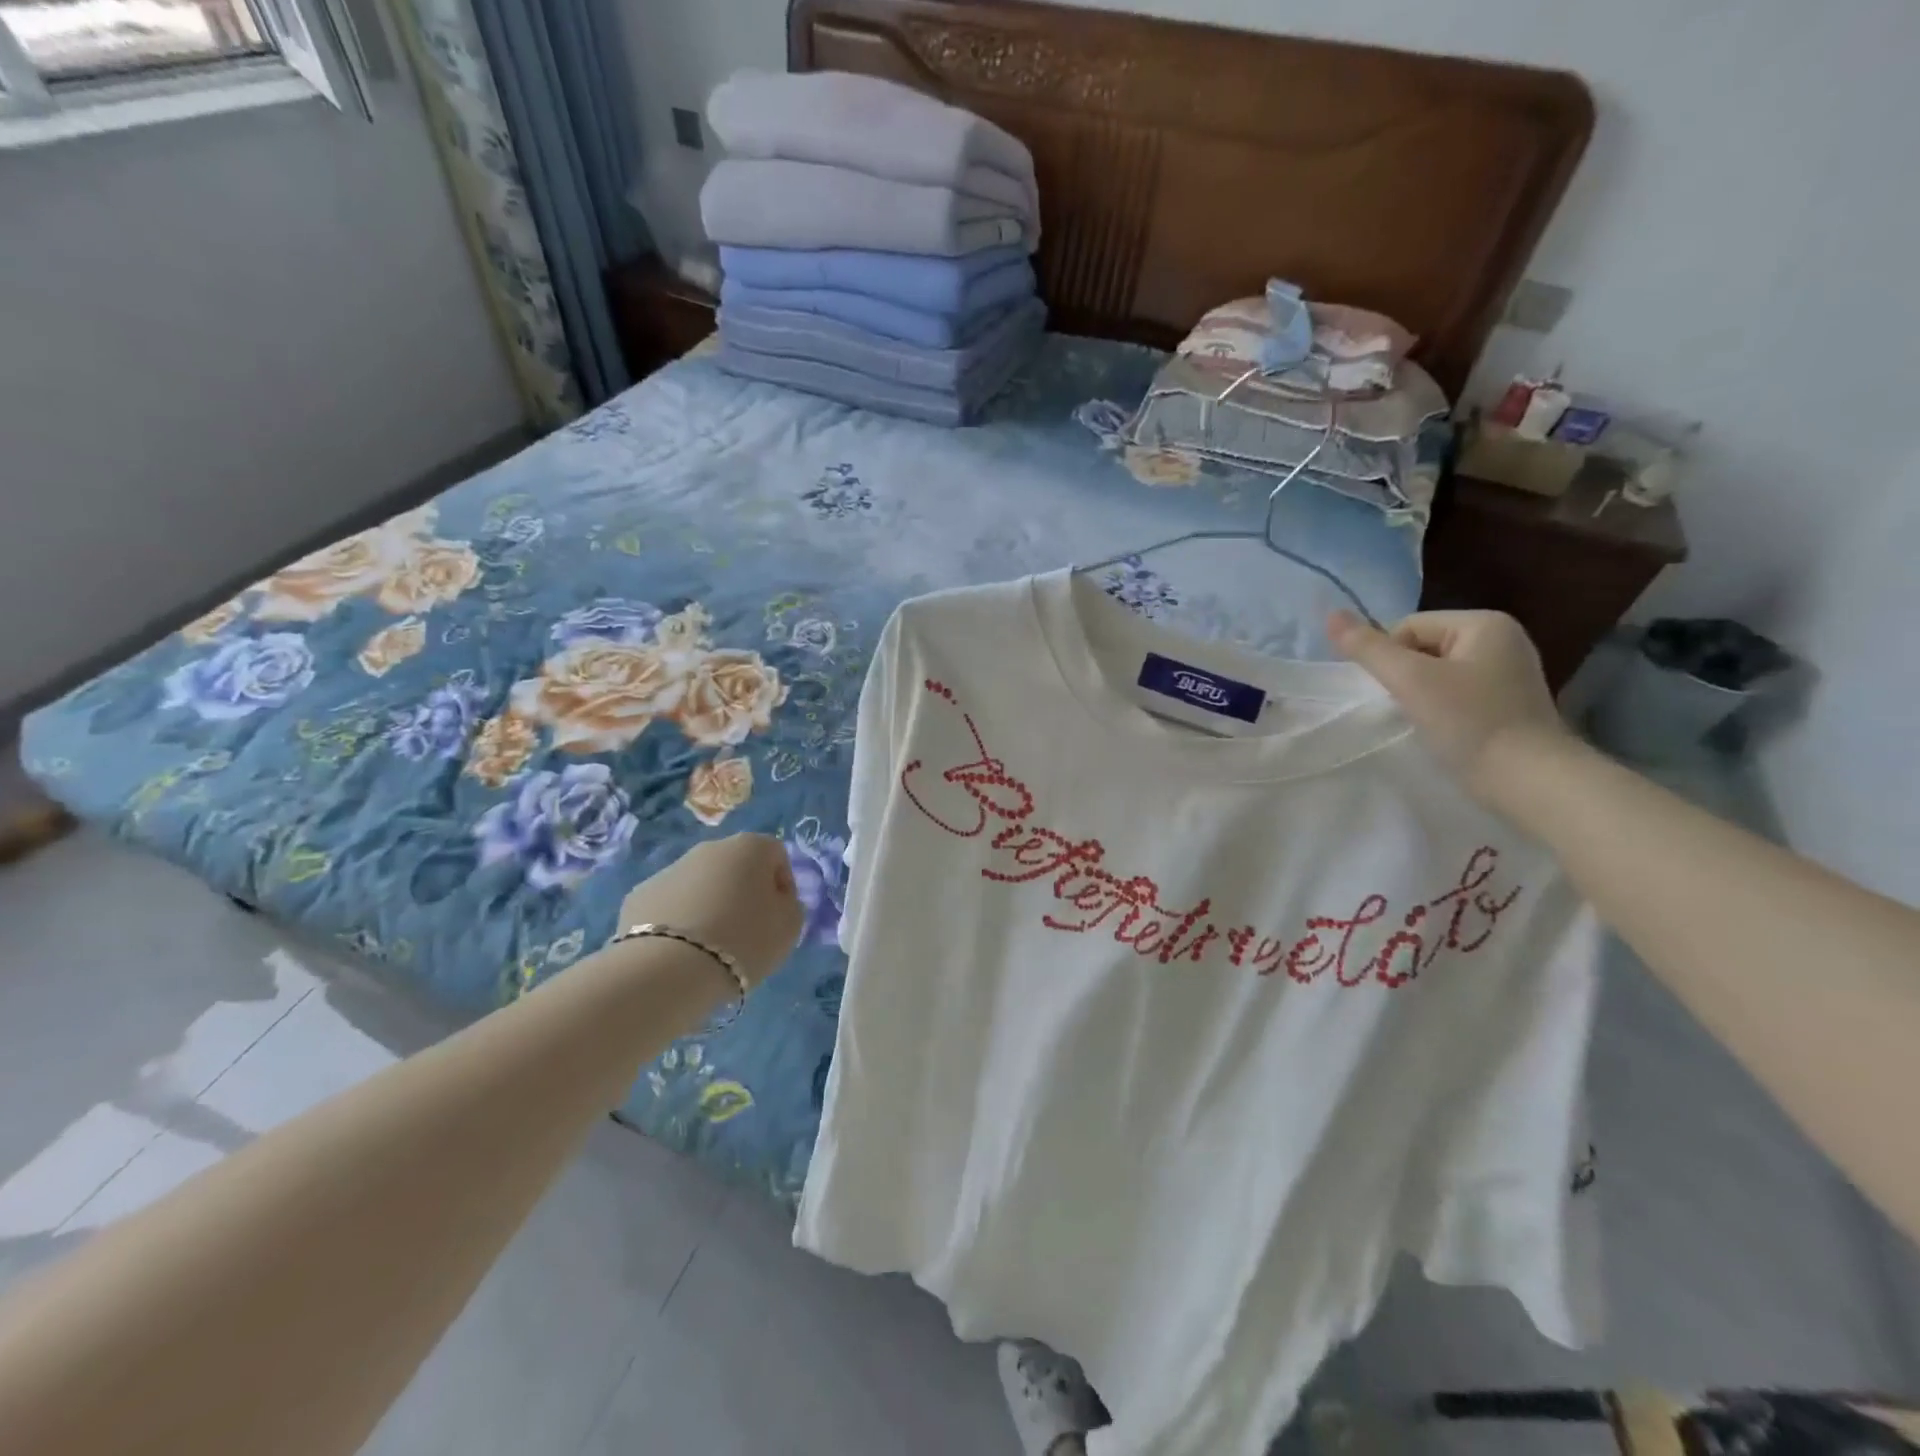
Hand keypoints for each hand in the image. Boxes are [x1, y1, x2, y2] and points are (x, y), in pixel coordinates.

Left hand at [616, 835, 803, 990]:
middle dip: (743, 893)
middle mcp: (709, 848)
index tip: (779, 916)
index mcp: (749, 847)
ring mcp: (669, 869)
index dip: (783, 885)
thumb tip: (774, 900)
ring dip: (710, 905)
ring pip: (700, 884)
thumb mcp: (789, 927)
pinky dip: (678, 921)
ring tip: (710, 947)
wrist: (667, 970)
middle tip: (746, 932)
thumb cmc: (743, 941)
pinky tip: (680, 952)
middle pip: (735, 866)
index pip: (776, 855)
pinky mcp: (638, 895)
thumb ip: (789, 905)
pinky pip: (670, 905)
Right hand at [1328, 609, 1572, 800]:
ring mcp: (1507, 671)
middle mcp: (1501, 638)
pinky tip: (1445, 729)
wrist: (1530, 781)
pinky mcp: (1507, 701)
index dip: (1390, 658)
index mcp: (1484, 623)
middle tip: (1410, 707)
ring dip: (1421, 694)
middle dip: (1406, 676)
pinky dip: (1442, 708)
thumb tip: (1330, 614)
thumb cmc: (1470, 722)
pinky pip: (1456, 691)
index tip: (1398, 692)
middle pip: (1422, 647)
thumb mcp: (1410, 680)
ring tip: (1427, 720)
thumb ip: (1368, 648)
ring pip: (1436, 672)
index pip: (1408, 626)